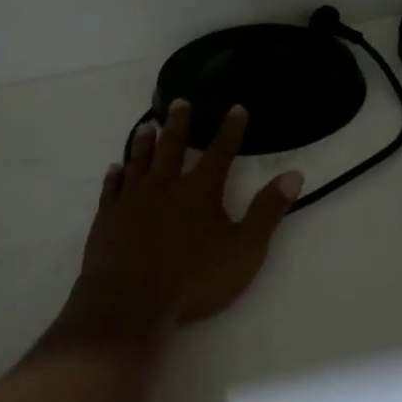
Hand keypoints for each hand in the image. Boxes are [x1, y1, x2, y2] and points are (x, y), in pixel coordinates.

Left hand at [63, 101, 303, 340]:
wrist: (130, 301)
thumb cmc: (194, 279)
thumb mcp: (244, 249)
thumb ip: (268, 211)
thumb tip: (293, 174)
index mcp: (200, 191)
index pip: (220, 152)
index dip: (230, 130)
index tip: (236, 108)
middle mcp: (164, 185)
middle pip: (173, 147)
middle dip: (179, 123)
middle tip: (180, 101)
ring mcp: (132, 199)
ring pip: (139, 161)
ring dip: (144, 142)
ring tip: (146, 126)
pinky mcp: (107, 217)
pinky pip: (112, 188)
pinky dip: (114, 176)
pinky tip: (114, 168)